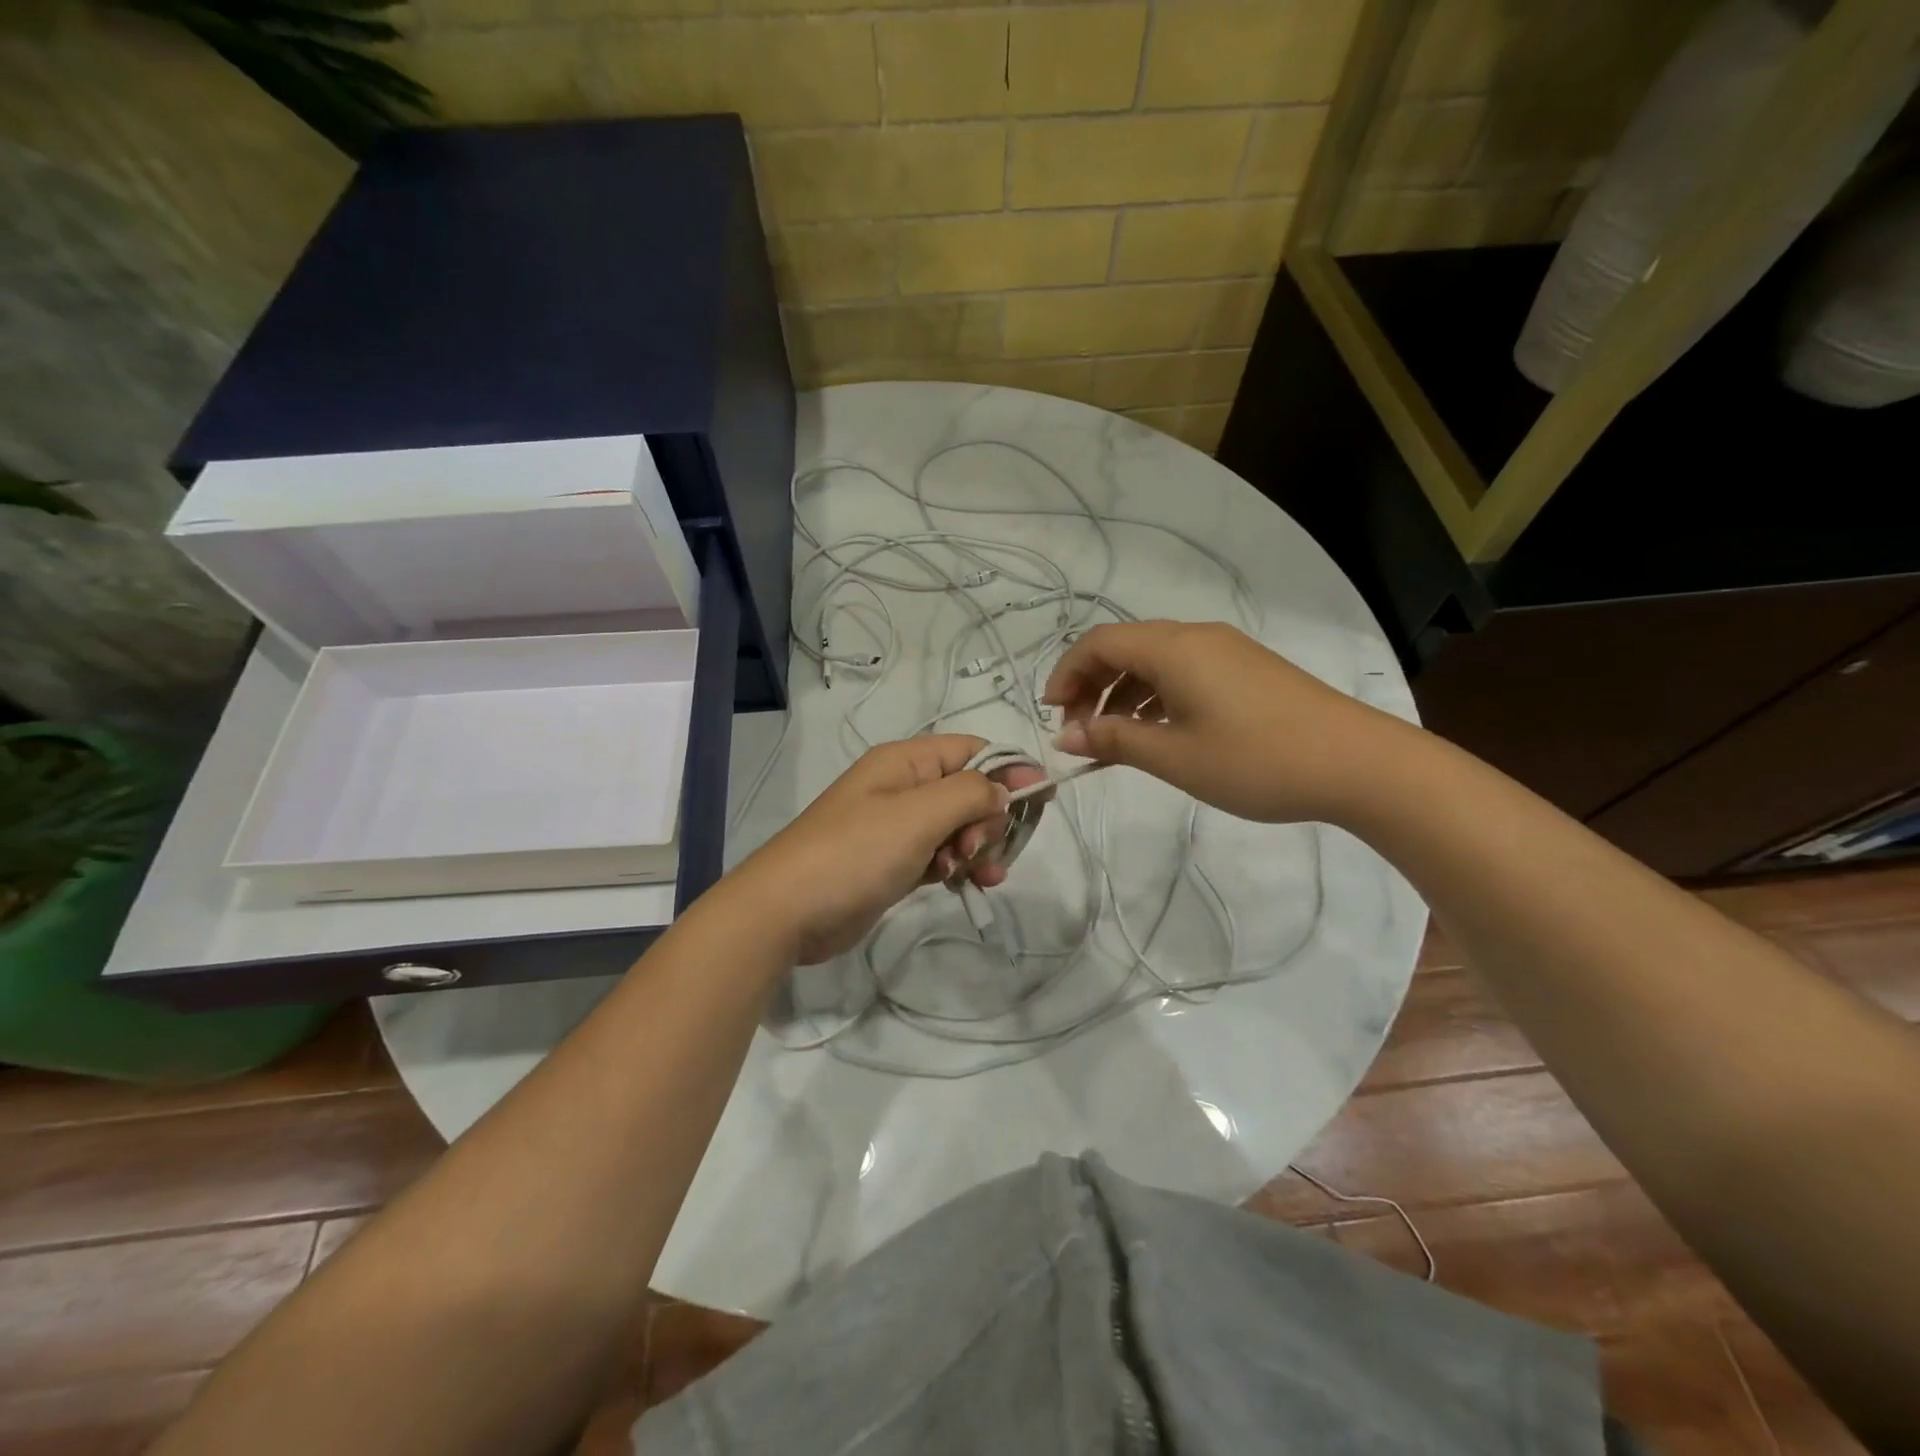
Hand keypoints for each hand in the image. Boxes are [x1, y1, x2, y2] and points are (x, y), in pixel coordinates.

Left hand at [729, 735, 1046, 963]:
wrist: (787, 911)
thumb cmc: (855, 852)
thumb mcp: (918, 814)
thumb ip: (969, 794)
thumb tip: (1004, 789)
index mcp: (906, 762)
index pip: (972, 750)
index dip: (1009, 769)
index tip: (1043, 797)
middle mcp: (903, 787)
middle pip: (968, 790)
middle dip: (988, 817)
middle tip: (978, 848)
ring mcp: (896, 827)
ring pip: (957, 826)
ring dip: (977, 847)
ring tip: (980, 874)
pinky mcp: (893, 863)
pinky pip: (939, 855)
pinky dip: (957, 866)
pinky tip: (967, 884)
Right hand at [1042, 620, 1405, 824]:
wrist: (1357, 763)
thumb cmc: (1256, 760)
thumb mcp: (1174, 757)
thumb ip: (1114, 741)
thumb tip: (1065, 736)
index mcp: (1173, 648)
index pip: (1099, 643)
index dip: (1066, 673)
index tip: (1052, 715)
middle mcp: (1196, 637)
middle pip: (1124, 645)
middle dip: (1091, 683)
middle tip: (1080, 730)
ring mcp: (1226, 650)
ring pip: (1154, 659)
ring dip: (1123, 690)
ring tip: (1114, 736)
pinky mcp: (1246, 669)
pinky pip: (1183, 670)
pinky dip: (1155, 694)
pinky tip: (1157, 729)